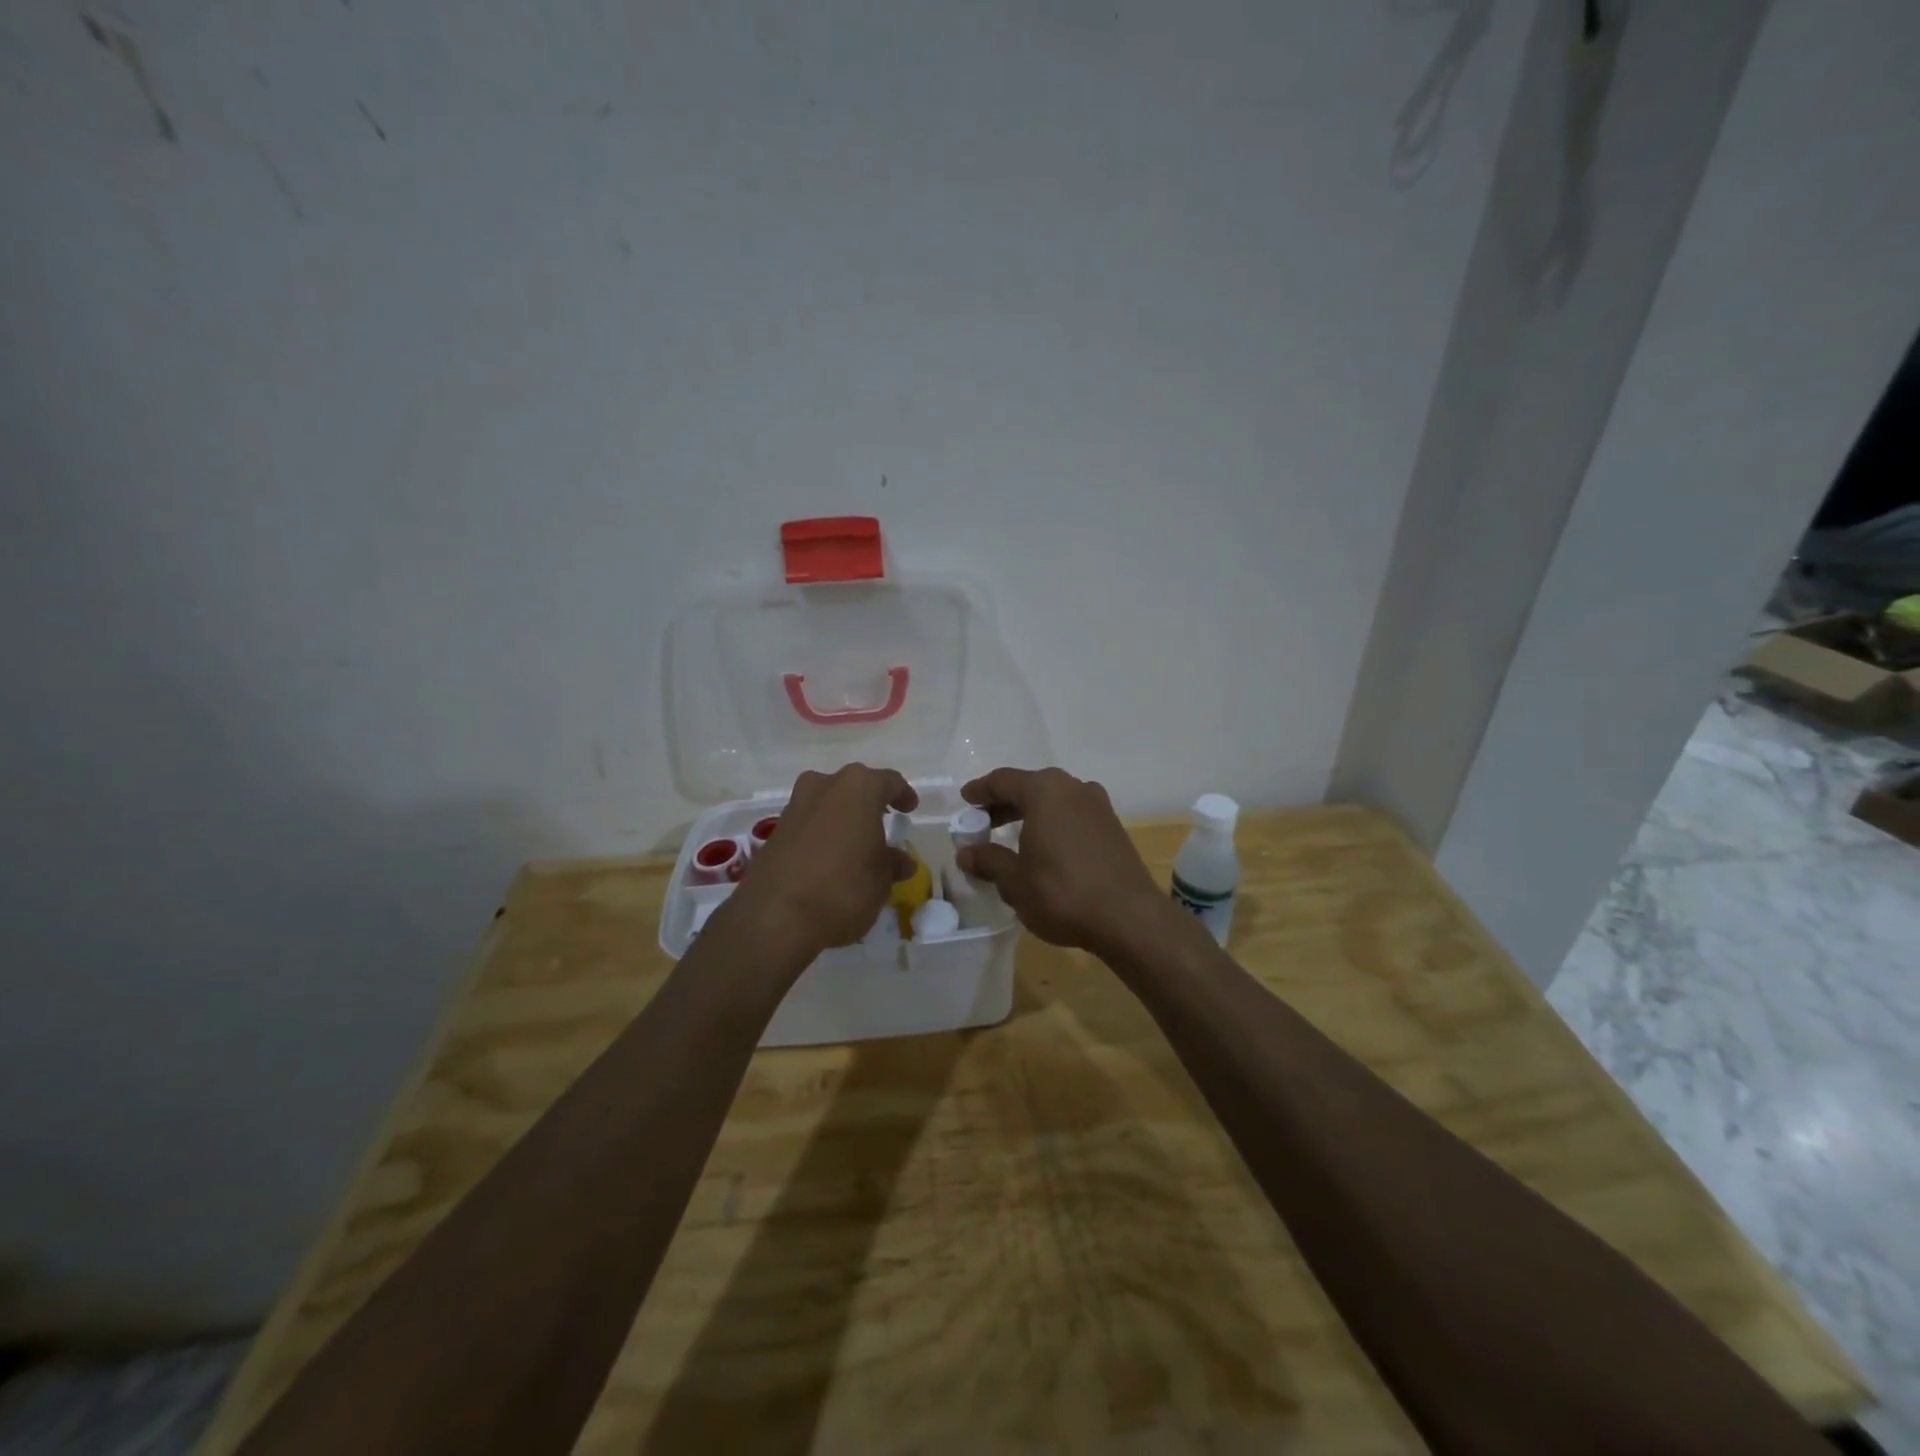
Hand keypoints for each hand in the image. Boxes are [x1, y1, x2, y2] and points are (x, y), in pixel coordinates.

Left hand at [729, 764, 917, 958]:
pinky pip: (807, 825)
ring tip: (854, 845)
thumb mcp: (881, 880)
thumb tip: (900, 861)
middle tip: (881, 823)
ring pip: (826, 804)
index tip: (910, 809)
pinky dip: (821, 835)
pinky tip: (829, 860)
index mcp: (857, 788)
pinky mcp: (774, 832)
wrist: (775, 917)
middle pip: (853, 787)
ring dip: (841, 819)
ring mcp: (794, 807)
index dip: (902, 794)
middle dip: (868, 804)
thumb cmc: (844, 888)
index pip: (888, 781)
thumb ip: (892, 864)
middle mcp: (823, 786)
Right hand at [956, 767, 1175, 957]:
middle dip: (1004, 803)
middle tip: (983, 823)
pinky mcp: (1113, 827)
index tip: (965, 801)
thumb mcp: (1015, 881)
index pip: (1003, 781)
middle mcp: (1073, 788)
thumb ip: (989, 861)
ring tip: (1012, 837)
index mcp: (1045, 790)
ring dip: (1030, 814)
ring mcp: (1098, 806)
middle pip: (1030, 787)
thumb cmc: (1062, 892)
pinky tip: (1045, 849)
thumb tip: (967, 854)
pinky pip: (1073, 815)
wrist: (1129, 917)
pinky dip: (1053, 824)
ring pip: (1054, 800)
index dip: (980, 791)